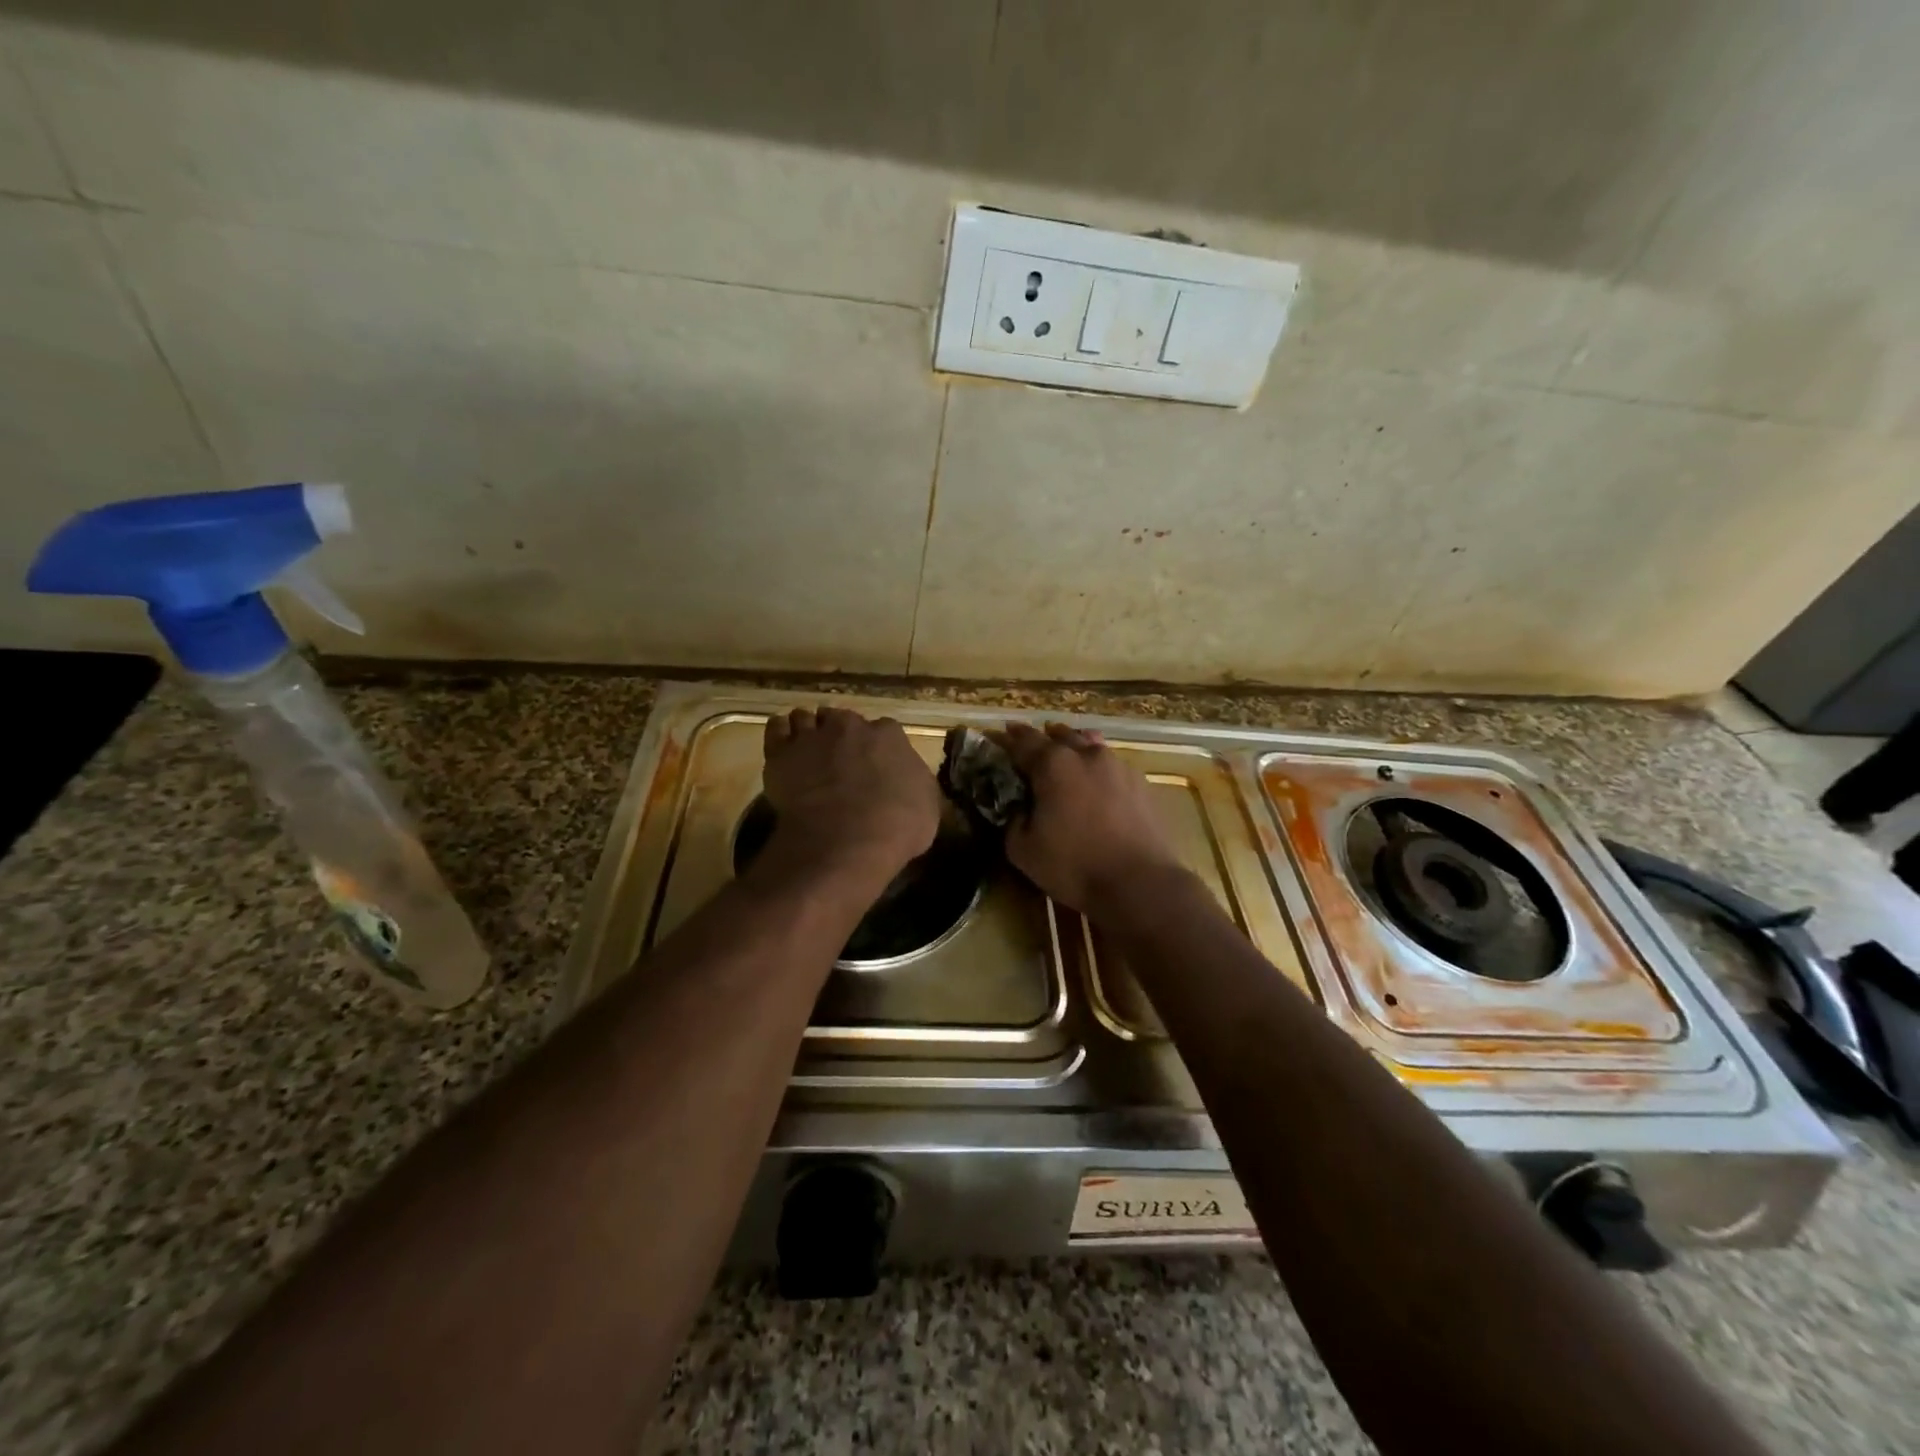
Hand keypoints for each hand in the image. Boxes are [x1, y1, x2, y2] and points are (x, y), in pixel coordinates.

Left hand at [761, 707, 940, 883]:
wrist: (845, 842)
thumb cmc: (896, 827)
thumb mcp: (928, 808)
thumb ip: (916, 785)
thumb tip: (910, 784)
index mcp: (889, 735)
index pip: (884, 730)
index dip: (877, 747)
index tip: (875, 765)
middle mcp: (850, 727)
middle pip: (842, 720)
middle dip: (841, 735)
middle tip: (839, 760)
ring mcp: (812, 737)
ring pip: (806, 718)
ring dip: (808, 731)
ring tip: (807, 751)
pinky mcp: (780, 753)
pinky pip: (776, 728)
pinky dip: (781, 733)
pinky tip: (784, 746)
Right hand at [995, 721, 1185, 913]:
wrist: (1139, 883)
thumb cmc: (1074, 865)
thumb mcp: (1023, 850)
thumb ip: (1014, 821)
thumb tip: (1019, 809)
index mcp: (1053, 764)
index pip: (1023, 742)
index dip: (1007, 739)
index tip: (996, 735)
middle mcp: (1086, 755)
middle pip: (1060, 735)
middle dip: (1042, 738)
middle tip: (1029, 744)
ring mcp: (1118, 766)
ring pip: (1090, 745)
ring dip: (1073, 746)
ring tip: (1066, 752)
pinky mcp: (1141, 784)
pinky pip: (1112, 765)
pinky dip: (1098, 767)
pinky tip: (1097, 781)